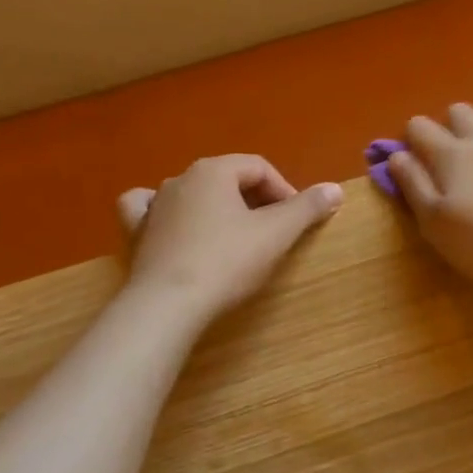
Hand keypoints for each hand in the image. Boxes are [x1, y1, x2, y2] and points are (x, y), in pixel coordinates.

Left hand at [117, 155, 342, 321]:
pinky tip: (172, 223)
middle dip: (255, 200)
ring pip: (192, 193)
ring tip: (234, 234)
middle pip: (228, 179)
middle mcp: (180, 179)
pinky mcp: (137, 233)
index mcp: (214, 170)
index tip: (297, 222)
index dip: (285, 191)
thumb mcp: (276, 234)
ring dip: (217, 207)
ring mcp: (154, 205)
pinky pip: (150, 209)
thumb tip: (335, 188)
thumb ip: (307, 208)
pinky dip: (164, 212)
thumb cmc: (227, 262)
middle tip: (273, 232)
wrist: (168, 305)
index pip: (259, 168)